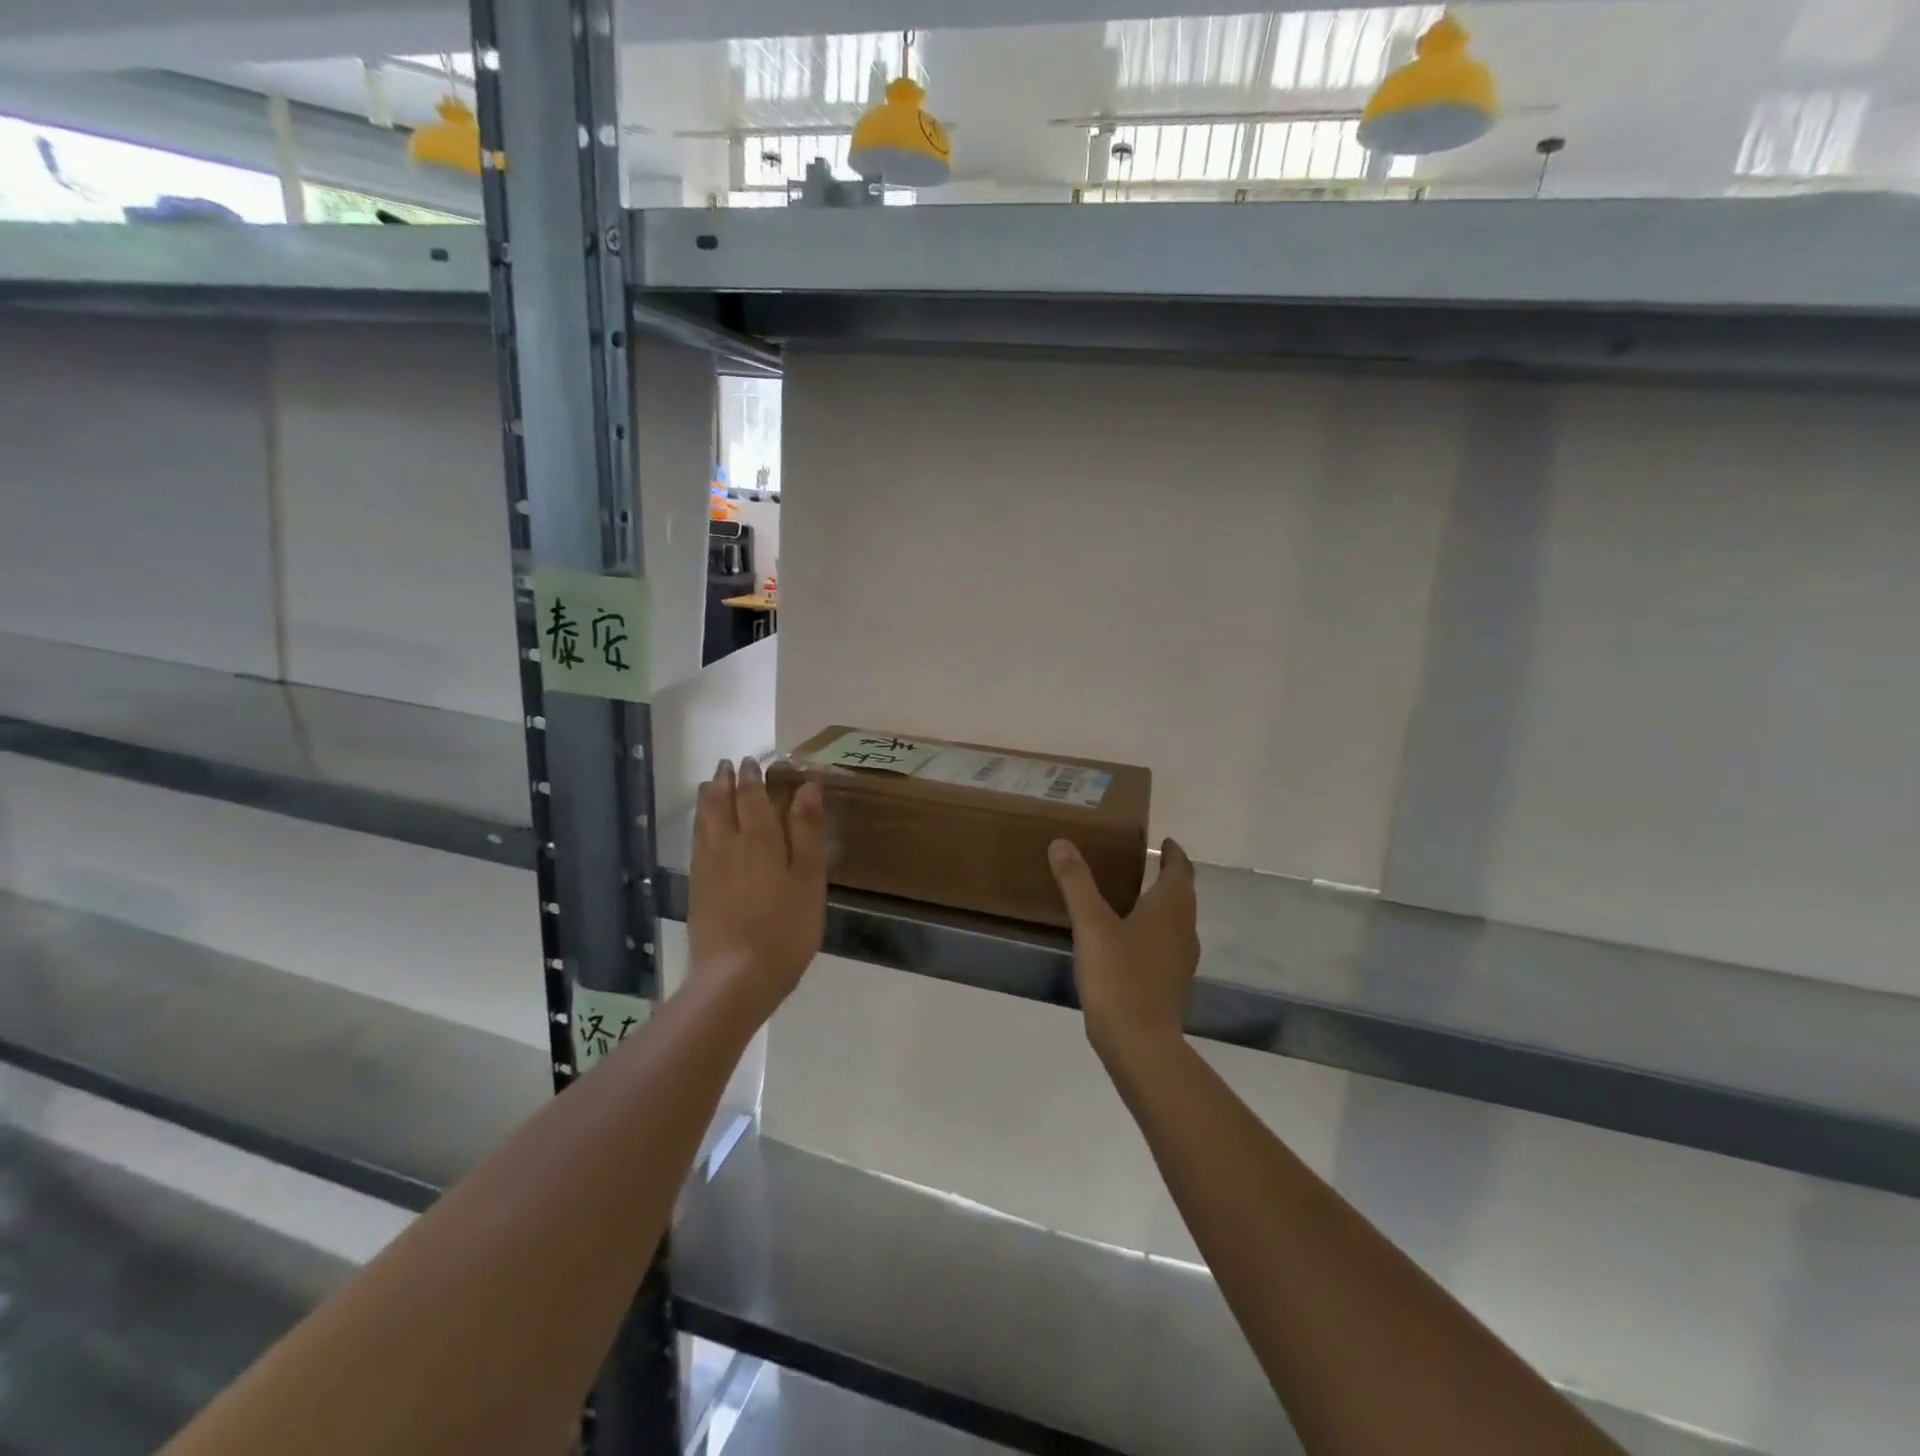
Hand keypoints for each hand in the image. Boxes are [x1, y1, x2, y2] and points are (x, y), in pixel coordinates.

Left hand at [688, 758, 826, 1017]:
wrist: (737, 976)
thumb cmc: (785, 927)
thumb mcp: (809, 879)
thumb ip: (807, 831)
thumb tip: (807, 786)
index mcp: (760, 840)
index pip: (752, 798)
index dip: (752, 778)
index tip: (751, 761)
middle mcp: (729, 846)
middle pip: (722, 805)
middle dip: (725, 783)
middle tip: (726, 765)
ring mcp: (708, 869)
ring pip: (704, 823)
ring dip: (708, 800)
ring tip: (710, 786)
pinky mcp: (698, 890)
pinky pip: (696, 845)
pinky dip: (699, 827)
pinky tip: (701, 830)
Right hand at [1049, 837, 1199, 1061]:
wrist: (1141, 1044)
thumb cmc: (1119, 977)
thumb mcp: (1091, 925)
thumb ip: (1076, 882)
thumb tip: (1062, 843)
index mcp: (1170, 908)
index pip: (1180, 869)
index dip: (1173, 853)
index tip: (1164, 841)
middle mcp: (1184, 929)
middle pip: (1182, 894)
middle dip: (1167, 875)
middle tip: (1142, 862)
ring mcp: (1181, 959)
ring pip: (1177, 920)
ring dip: (1162, 903)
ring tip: (1132, 896)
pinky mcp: (1173, 982)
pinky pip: (1167, 943)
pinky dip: (1155, 929)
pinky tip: (1129, 939)